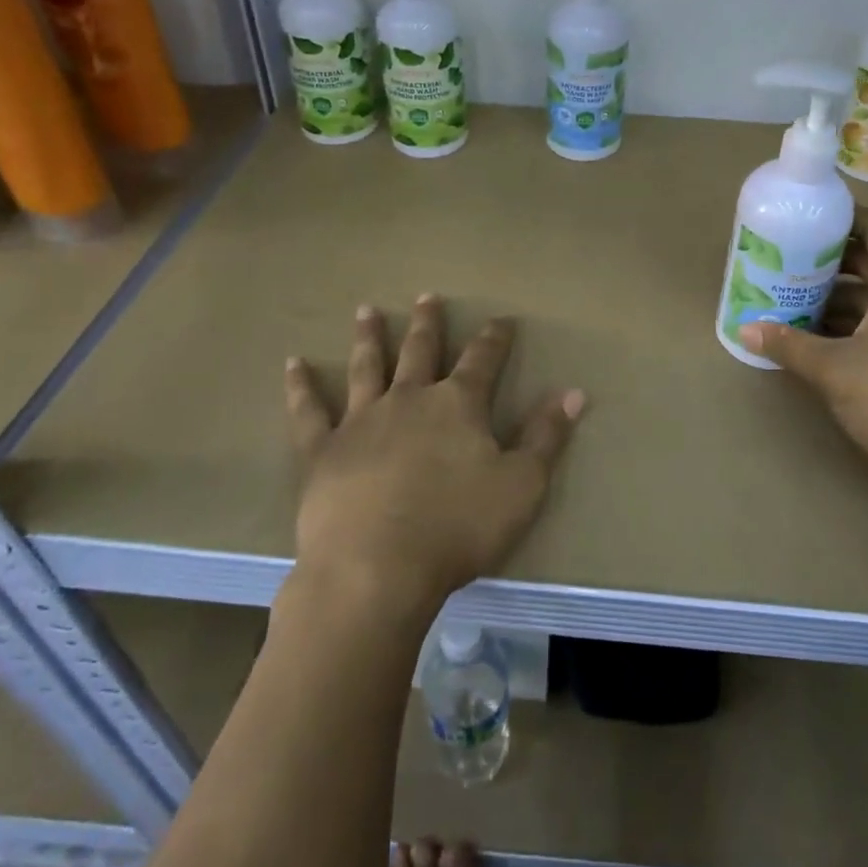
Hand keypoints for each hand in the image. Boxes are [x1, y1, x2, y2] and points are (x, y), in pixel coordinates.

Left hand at [284, 295, 585, 613]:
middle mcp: (409, 399)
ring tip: (366, 309)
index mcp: (458, 405)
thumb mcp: (522, 484)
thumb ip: (547, 436)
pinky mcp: (323, 450)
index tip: (501, 319)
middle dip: (428, 323)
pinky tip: (293, 364)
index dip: (494, 338)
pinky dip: (301, 386)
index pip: (483, 360)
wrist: (377, 570)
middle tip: (427, 296)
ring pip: (367, 367)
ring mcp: (361, 421)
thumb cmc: (458, 528)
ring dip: (369, 337)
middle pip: (421, 350)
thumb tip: (574, 391)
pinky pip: (309, 411)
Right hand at [741, 210, 867, 511]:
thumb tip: (746, 329)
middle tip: (786, 261)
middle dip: (830, 261)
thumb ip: (788, 345)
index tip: (808, 220)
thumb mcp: (834, 370)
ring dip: (836, 297)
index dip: (847, 218)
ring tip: (790, 300)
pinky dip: (851, 324)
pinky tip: (816, 339)